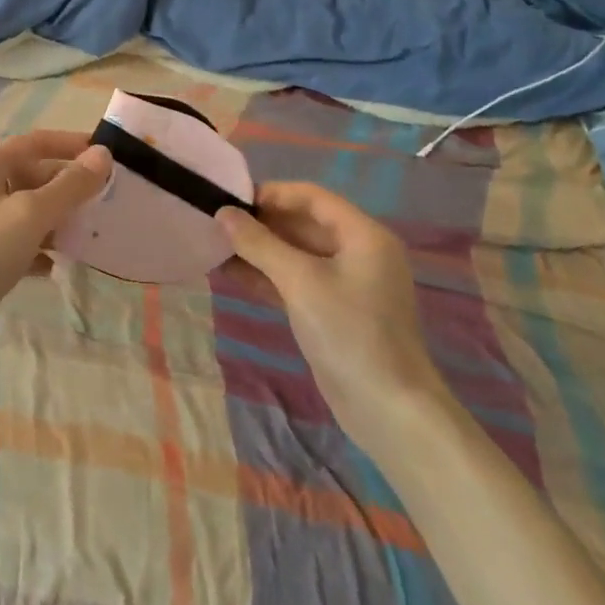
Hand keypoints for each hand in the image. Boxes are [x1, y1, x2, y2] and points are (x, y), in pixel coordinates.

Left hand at [0, 131, 112, 365]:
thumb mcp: (32, 215)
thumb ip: (69, 186)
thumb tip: (103, 154)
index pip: (35, 143)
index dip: (71, 145)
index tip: (104, 154)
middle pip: (28, 175)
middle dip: (64, 188)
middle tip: (99, 202)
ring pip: (20, 209)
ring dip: (52, 219)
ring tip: (83, 236)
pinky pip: (10, 239)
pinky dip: (33, 247)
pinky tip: (52, 266)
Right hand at [219, 183, 450, 446]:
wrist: (389, 411)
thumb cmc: (349, 332)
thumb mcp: (299, 281)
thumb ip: (259, 243)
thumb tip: (223, 213)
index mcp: (363, 235)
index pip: (311, 197)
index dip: (271, 193)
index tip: (231, 198)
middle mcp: (358, 253)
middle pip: (303, 223)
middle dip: (261, 223)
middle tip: (217, 222)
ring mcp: (347, 284)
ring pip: (296, 254)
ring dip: (259, 250)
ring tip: (215, 246)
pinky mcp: (334, 311)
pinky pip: (296, 281)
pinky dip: (267, 276)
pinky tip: (231, 274)